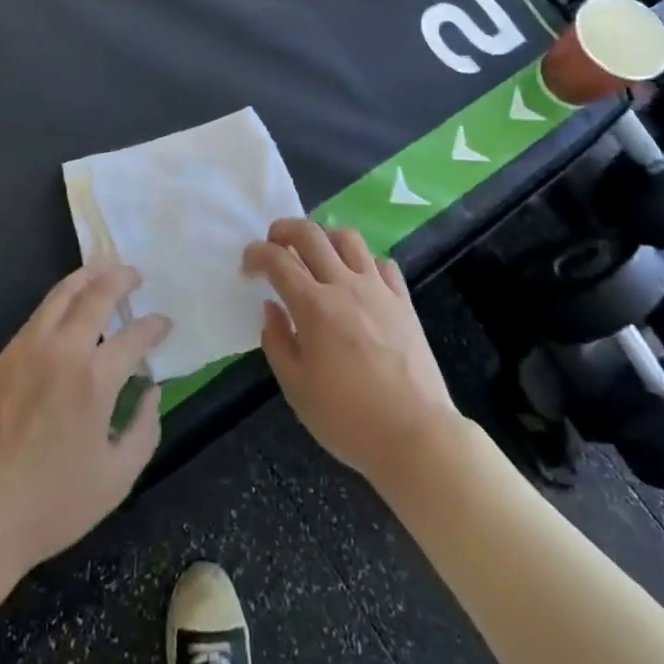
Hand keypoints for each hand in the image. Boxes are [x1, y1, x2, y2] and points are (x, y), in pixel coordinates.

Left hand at [0, 263, 170, 582]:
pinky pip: (39, 314)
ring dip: (88, 277)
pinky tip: (68, 305)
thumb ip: (144, 430)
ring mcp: (28, 349)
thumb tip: (152, 392)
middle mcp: (63, 351)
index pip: (135, 335)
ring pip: (62, 294)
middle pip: (97, 294)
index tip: (165, 325)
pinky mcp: (4, 357)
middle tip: (136, 275)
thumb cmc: (51, 505)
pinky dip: (61, 299)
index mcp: (96, 379)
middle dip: (122, 278)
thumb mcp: (116, 479)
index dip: (155, 326)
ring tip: (104, 271)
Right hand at [243, 220, 460, 487]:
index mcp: (314, 306)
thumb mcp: (297, 389)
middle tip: (274, 241)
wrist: (415, 434)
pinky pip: (382, 263)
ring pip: (348, 238)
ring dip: (325, 236)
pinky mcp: (403, 300)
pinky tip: (358, 278)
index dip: (257, 254)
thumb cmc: (348, 418)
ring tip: (316, 251)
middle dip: (285, 229)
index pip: (277, 261)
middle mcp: (344, 285)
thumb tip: (271, 308)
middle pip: (311, 234)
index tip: (248, 264)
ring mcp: (378, 289)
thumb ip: (277, 342)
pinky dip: (364, 261)